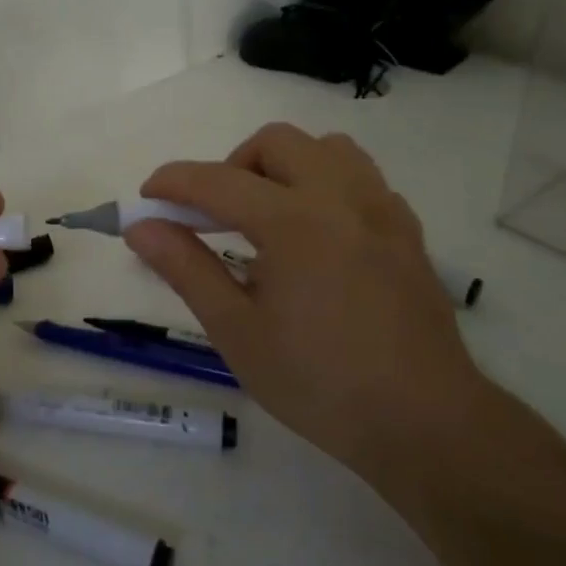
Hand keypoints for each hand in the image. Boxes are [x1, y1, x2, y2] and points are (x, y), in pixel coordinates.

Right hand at [123, 124, 483, 478]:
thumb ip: (186, 269)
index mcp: (292, 221)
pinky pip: (361, 177)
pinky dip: (326, 184)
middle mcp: (339, 197)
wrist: (425, 423)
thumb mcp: (237, 331)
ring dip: (284, 166)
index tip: (146, 200)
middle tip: (214, 216)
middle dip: (231, 166)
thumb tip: (140, 227)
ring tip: (268, 216)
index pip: (216, 180)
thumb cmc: (319, 383)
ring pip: (325, 148)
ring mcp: (381, 209)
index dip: (172, 183)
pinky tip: (318, 234)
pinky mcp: (407, 229)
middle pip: (275, 142)